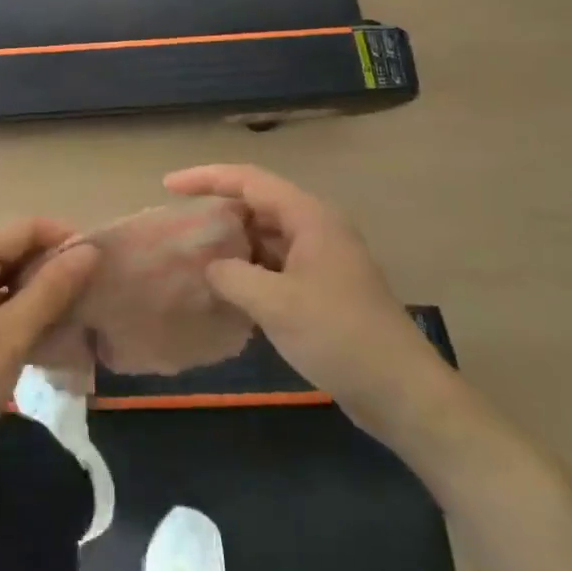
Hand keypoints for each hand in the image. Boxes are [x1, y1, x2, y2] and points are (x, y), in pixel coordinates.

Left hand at [0, 221, 98, 476]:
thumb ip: (52, 289)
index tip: (101, 269)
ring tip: (72, 317)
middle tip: (90, 298)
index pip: (26, 228)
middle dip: (53, 269)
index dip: (66, 241)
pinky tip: (39, 333)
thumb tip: (89, 250)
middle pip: (14, 249)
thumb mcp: (11, 337)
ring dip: (37, 292)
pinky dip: (15, 308)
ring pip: (4, 275)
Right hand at [166, 164, 458, 446]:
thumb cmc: (339, 336)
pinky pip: (275, 264)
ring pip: (265, 237)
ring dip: (232, 244)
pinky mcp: (322, 288)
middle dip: (217, 212)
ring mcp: (321, 259)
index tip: (168, 187)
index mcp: (309, 217)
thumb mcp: (275, 303)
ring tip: (194, 256)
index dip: (206, 178)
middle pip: (257, 205)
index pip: (248, 180)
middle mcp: (315, 228)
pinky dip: (248, 270)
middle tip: (179, 227)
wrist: (402, 392)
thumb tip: (210, 267)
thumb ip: (231, 275)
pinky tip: (225, 289)